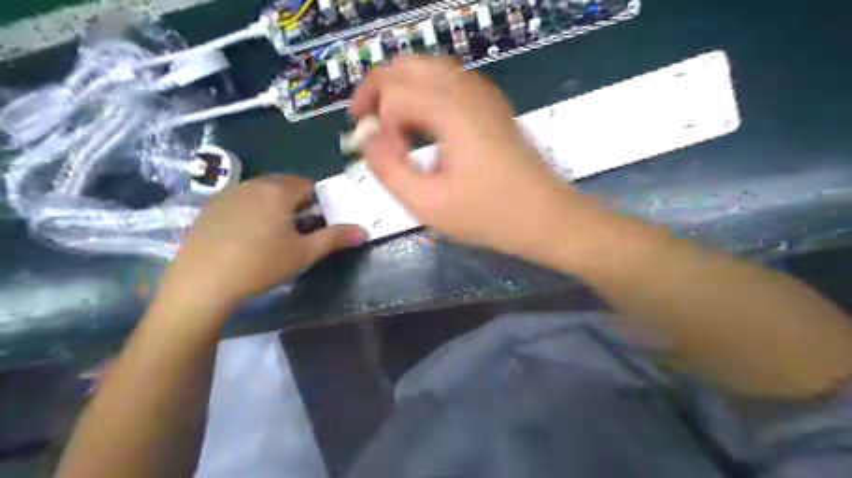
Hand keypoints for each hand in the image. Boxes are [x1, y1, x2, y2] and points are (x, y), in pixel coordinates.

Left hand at [157, 174, 363, 313]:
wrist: (202, 282)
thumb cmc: (260, 264)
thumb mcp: (304, 253)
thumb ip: (335, 238)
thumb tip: (363, 230)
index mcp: (278, 191)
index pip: (307, 184)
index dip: (317, 202)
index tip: (315, 223)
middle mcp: (253, 184)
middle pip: (284, 185)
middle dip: (295, 202)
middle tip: (297, 230)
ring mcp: (227, 194)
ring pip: (261, 192)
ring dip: (273, 205)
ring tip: (272, 234)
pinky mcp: (209, 207)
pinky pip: (240, 201)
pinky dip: (250, 211)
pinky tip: (245, 237)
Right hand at [349, 56, 590, 260]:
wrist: (547, 217)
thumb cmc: (490, 215)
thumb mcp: (429, 205)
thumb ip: (388, 170)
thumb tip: (368, 139)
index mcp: (451, 111)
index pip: (393, 92)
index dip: (376, 121)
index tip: (379, 155)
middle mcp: (467, 90)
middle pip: (408, 66)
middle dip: (377, 89)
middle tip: (365, 122)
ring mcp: (483, 94)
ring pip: (429, 69)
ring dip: (400, 88)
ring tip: (388, 122)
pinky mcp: (491, 106)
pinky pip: (449, 81)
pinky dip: (424, 91)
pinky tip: (421, 121)